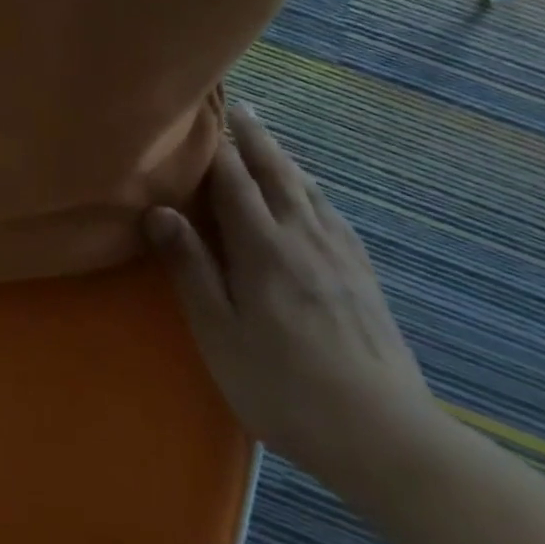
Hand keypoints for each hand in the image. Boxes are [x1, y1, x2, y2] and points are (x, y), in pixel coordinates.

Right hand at [144, 104, 441, 493]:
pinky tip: (314, 195)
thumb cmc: (281, 385)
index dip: (214, 146)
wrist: (384, 437)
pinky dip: (315, 191)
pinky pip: (334, 216)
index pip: (233, 182)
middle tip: (237, 106)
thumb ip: (190, 267)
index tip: (200, 113)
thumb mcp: (219, 331)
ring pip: (309, 191)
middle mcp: (306, 240)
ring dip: (284, 159)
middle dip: (253, 139)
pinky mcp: (364, 279)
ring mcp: (341, 258)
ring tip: (268, 138)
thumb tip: (160, 211)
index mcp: (264, 250)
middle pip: (277, 175)